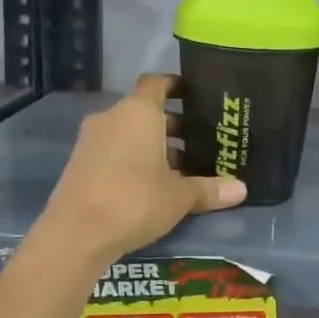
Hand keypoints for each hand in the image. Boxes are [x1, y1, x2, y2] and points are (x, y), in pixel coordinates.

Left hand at [41, 75, 245, 264]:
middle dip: (174, 125)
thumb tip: (242, 189)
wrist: (76, 234)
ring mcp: (92, 141)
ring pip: (130, 133)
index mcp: (138, 112)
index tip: (198, 95)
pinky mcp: (81, 164)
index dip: (178, 86)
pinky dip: (135, 160)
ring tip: (184, 167)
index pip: (157, 83)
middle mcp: (112, 118)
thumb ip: (209, 189)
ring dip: (155, 146)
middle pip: (146, 111)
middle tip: (203, 140)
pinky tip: (155, 185)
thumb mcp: (180, 197)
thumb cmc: (135, 200)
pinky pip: (116, 151)